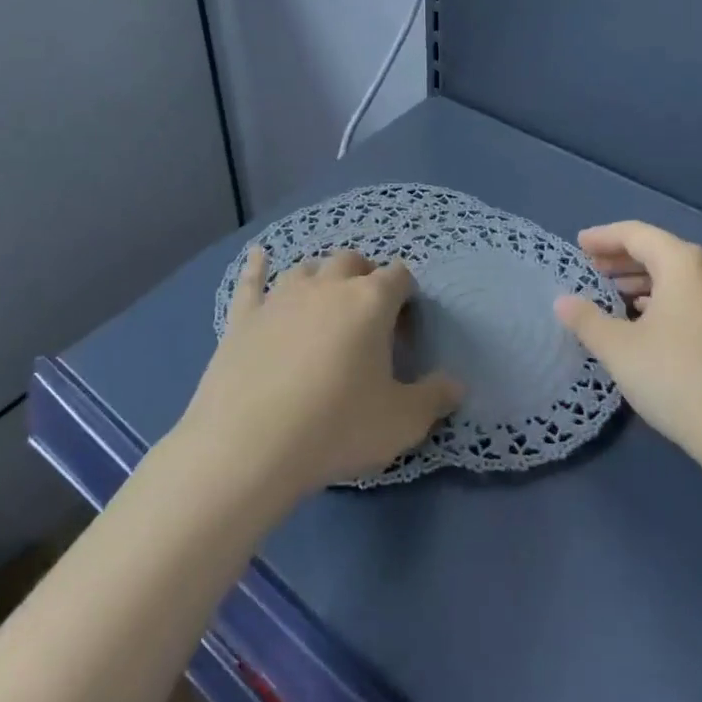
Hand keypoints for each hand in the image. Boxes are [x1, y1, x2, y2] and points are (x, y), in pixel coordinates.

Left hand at [177, 248, 462, 503]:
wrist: (249, 445)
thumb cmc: (336, 427)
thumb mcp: (401, 422)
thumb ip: (435, 398)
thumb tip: (457, 385)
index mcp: (370, 301)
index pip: (399, 276)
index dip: (407, 296)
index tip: (406, 327)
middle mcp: (327, 286)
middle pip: (352, 262)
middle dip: (365, 276)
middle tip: (368, 312)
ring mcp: (281, 297)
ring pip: (307, 267)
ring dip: (322, 276)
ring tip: (326, 297)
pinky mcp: (244, 317)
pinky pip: (251, 281)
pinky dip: (257, 266)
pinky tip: (258, 256)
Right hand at [554, 221, 701, 474]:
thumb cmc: (677, 378)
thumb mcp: (619, 349)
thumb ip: (587, 320)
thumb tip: (562, 302)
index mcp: (684, 263)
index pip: (636, 234)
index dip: (603, 237)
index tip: (579, 244)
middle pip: (661, 252)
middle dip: (623, 259)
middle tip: (592, 269)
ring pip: (679, 277)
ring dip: (644, 281)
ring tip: (614, 296)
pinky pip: (695, 297)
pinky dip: (666, 299)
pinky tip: (648, 323)